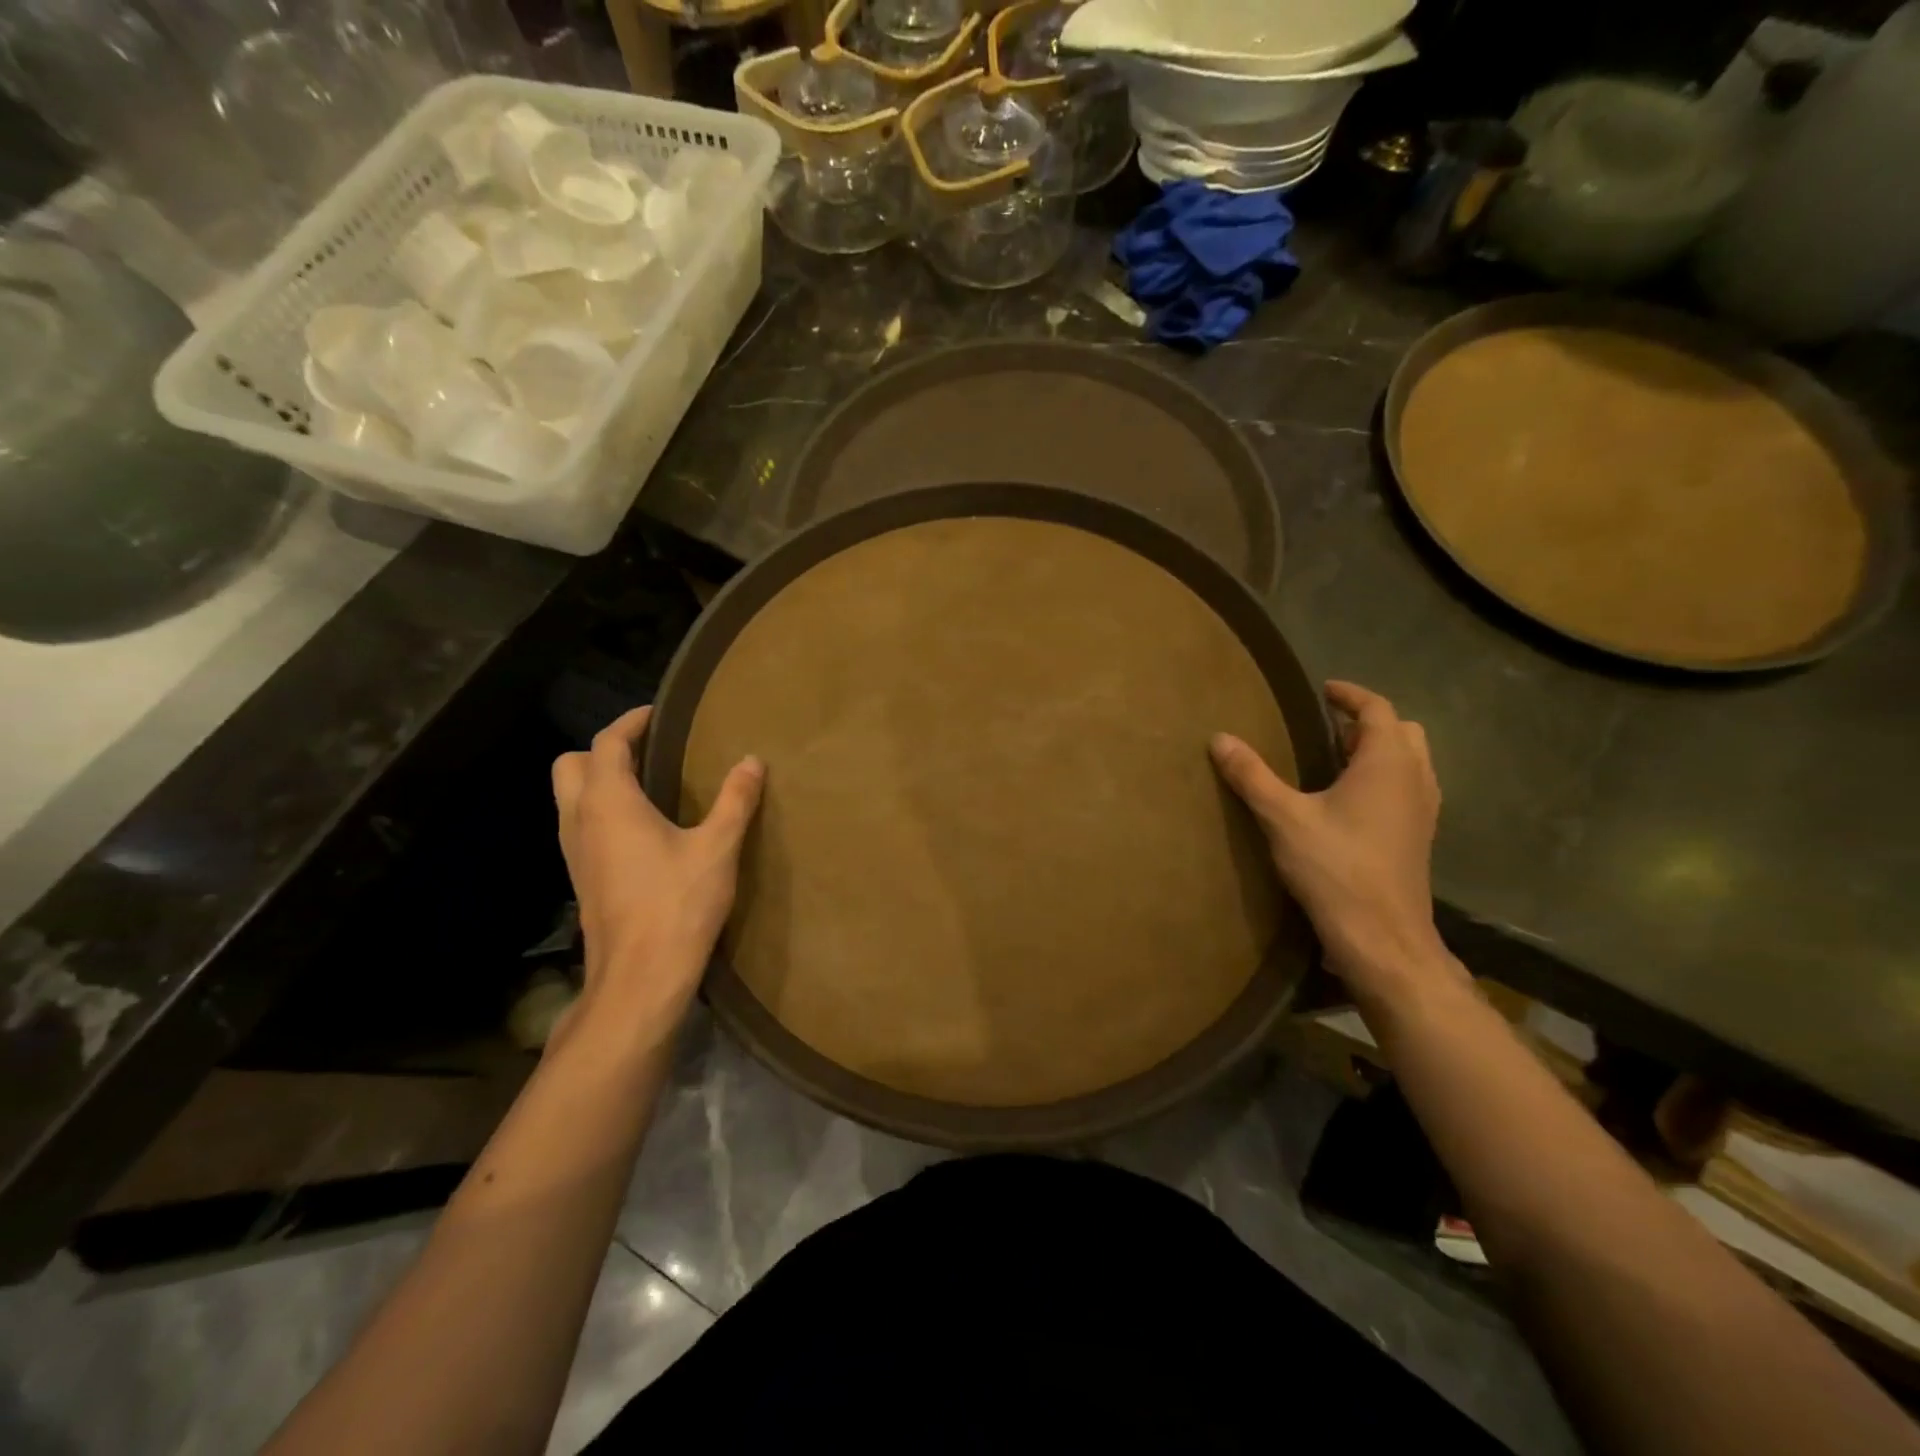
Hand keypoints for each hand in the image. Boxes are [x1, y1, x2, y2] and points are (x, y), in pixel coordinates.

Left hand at [551, 706, 763, 1034]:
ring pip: (569, 798)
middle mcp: (580, 820)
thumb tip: (752, 761)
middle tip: (647, 751)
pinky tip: (641, 830)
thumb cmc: (678, 904)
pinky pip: (580, 826)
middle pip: (569, 765)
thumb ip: (735, 800)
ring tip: (648, 785)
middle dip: (602, 750)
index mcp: (609, 803)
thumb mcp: (717, 848)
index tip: (657, 714)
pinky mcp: (581, 878)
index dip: (630, 722)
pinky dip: (601, 811)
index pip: (606, 744)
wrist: (640, 977)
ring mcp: (574, 852)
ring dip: (598, 781)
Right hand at [1211, 681, 1452, 1001]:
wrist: (1382, 936)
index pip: (1377, 709)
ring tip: (1337, 757)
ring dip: (1379, 749)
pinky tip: (1351, 800)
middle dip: (1367, 721)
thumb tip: (1220, 738)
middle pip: (1402, 731)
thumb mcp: (1283, 817)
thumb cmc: (1335, 868)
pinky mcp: (1419, 837)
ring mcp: (1423, 810)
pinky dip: (1385, 777)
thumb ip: (1252, 775)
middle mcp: (1415, 778)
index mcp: (1387, 763)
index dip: (1351, 695)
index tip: (1324, 690)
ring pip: (1410, 760)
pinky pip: (1408, 787)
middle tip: (1328, 725)